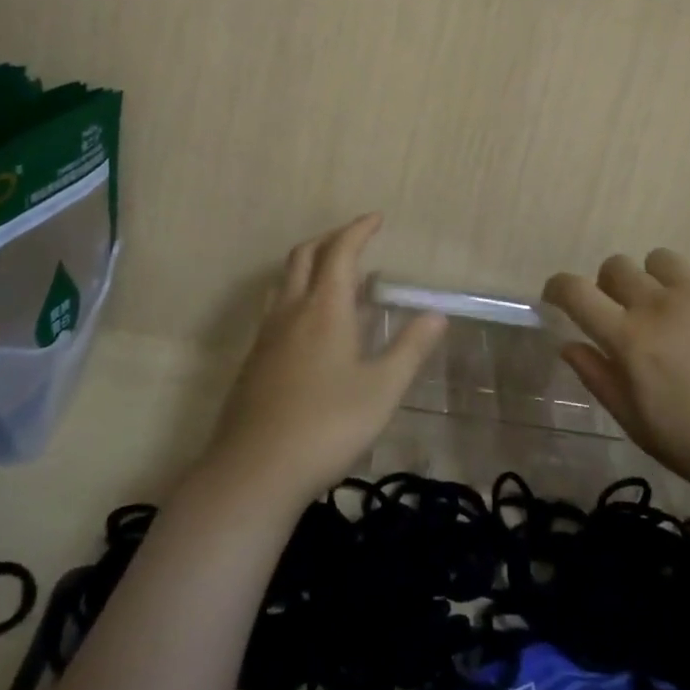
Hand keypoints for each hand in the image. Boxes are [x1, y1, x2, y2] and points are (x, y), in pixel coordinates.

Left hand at [205, 213, 446, 505]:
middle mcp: (291, 311)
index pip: (340, 252)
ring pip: (284, 281)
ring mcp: (266, 335)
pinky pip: (275, 308)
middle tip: (355, 239)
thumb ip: (410, 348)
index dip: (358, 230)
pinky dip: (295, 294)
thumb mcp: (381, 390)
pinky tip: (307, 325)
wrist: (255, 471)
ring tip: (331, 274)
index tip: (376, 218)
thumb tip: (437, 313)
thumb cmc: (327, 426)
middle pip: (304, 256)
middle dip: (330, 239)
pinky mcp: (253, 361)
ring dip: (308, 264)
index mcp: (324, 309)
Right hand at [544, 250, 689, 507]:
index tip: (557, 295)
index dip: (558, 287)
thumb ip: (600, 379)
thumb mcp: (640, 425)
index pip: (576, 292)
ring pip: (660, 261)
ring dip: (655, 281)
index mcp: (630, 338)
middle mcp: (660, 304)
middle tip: (626, 315)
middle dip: (609, 286)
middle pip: (616, 266)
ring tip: (675, 313)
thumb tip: (568, 344)